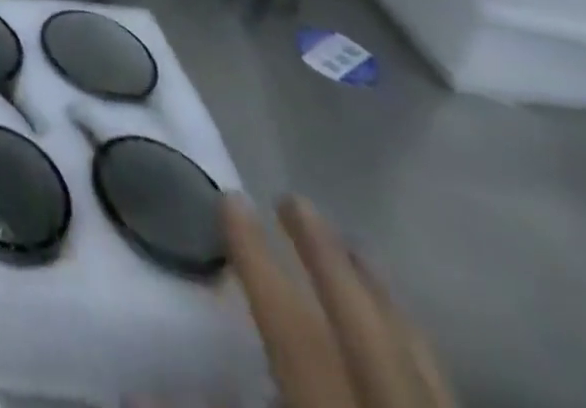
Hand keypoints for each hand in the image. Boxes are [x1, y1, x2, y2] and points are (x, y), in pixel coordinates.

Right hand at [224, 194, 454, 407]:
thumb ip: (216, 399)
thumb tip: (142, 375)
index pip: (293, 330)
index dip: (257, 260)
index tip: (230, 196)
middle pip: (365, 328)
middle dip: (326, 257)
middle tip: (292, 197)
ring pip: (418, 355)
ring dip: (380, 293)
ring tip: (352, 244)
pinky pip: (442, 385)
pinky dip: (414, 340)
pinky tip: (402, 322)